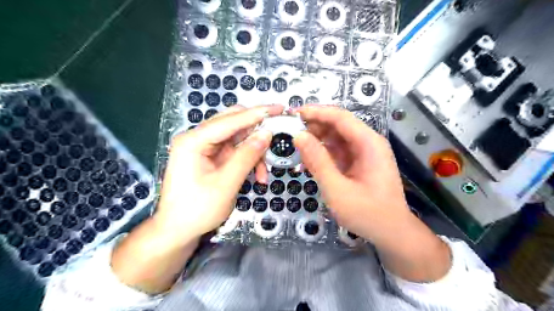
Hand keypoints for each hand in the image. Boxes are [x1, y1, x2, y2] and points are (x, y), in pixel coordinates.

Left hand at [156, 106, 284, 241]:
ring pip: (237, 139)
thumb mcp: (226, 183)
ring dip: (254, 151)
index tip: (279, 108)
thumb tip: (267, 133)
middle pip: (233, 124)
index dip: (256, 114)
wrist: (178, 231)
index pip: (230, 120)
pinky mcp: (211, 158)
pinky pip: (235, 152)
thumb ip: (247, 156)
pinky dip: (248, 160)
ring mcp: (205, 148)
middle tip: (278, 133)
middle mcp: (198, 139)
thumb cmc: (197, 210)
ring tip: (264, 172)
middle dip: (257, 131)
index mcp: (193, 141)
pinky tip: (257, 175)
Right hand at [291, 106, 412, 241]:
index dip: (316, 112)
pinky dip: (321, 153)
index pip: (340, 117)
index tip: (293, 113)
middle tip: (289, 131)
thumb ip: (317, 161)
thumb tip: (298, 136)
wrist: (391, 232)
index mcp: (368, 143)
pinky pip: (337, 151)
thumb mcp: (337, 189)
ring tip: (295, 145)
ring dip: (316, 139)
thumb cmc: (367, 213)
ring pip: (336, 137)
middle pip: (338, 125)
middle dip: (313, 125)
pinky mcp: (358, 162)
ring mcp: (363, 153)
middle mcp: (368, 143)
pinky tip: (307, 160)